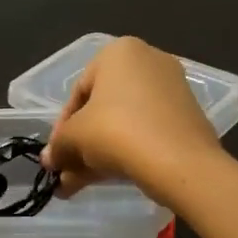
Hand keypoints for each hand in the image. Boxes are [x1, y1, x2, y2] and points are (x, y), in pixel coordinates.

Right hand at [42, 37, 222, 196]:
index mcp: (120, 51)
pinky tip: (108, 178)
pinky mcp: (187, 116)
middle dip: (81, 143)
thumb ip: (58, 146)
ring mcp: (172, 89)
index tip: (56, 155)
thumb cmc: (117, 132)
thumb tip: (50, 159)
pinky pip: (147, 130)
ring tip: (78, 186)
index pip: (78, 91)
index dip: (62, 127)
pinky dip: (126, 151)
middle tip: (66, 171)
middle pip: (102, 108)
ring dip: (98, 153)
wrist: (180, 161)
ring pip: (124, 122)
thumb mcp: (74, 138)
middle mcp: (149, 61)